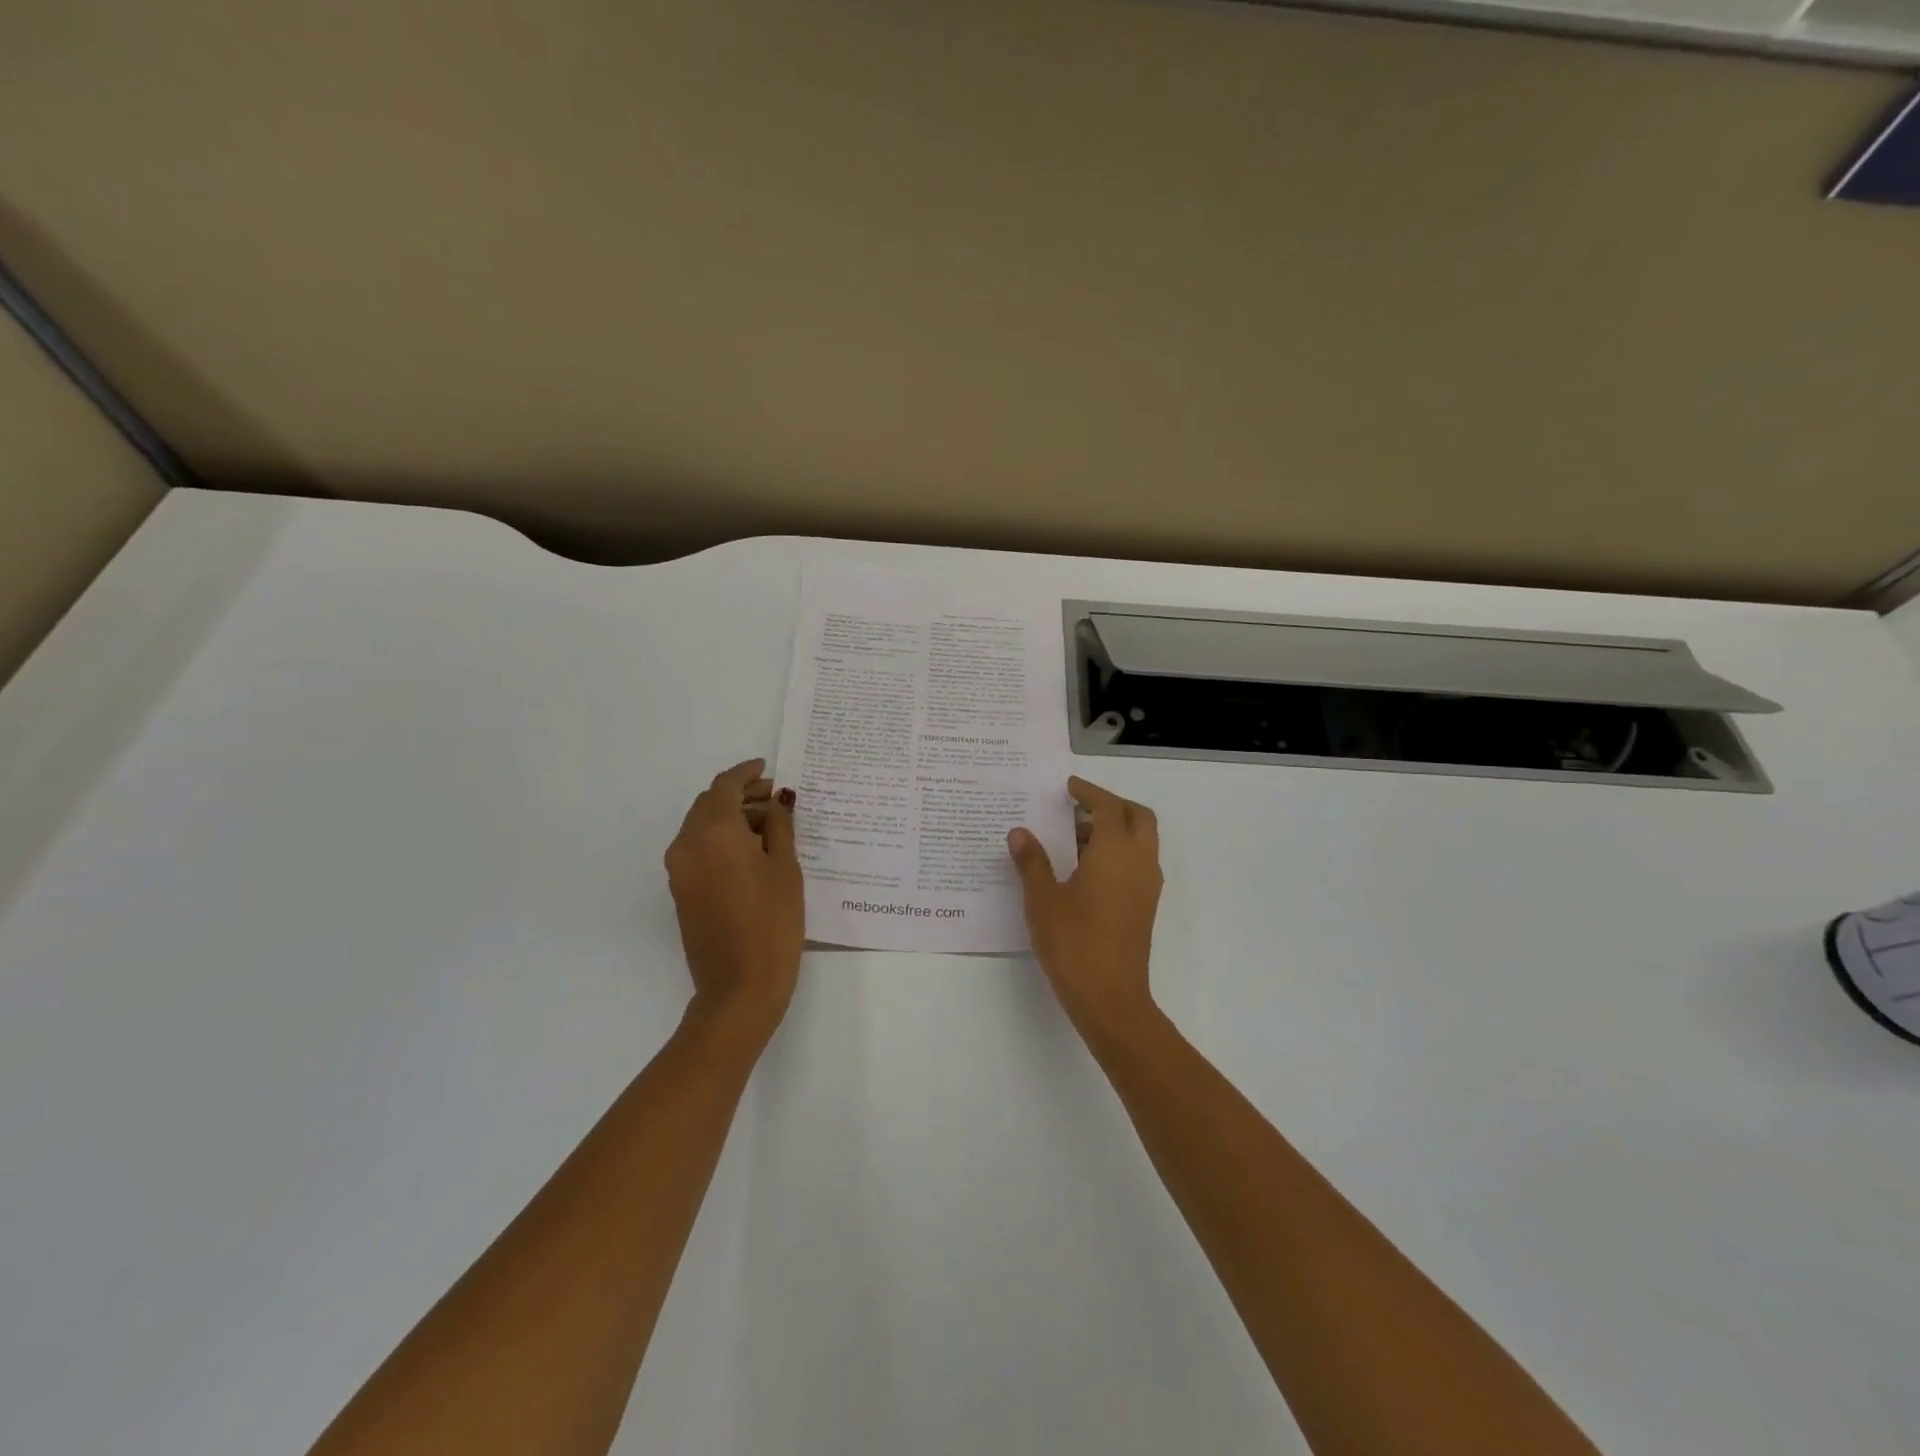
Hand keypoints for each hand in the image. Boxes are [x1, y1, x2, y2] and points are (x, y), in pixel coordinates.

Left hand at [664, 759, 803, 1042]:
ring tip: (769, 825)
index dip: (747, 773)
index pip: (725, 786)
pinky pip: (698, 849)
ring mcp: (679, 869)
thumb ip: (780, 826)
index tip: (767, 769)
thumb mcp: (785, 868)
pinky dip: (720, 839)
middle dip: (740, 795)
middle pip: (709, 804)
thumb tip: (777, 801)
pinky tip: (751, 851)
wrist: (739, 986)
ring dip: (730, 817)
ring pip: (701, 826)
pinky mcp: (681, 891)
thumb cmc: (773, 922)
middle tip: (775, 799)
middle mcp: (687, 844)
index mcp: (714, 832)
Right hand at [1008, 776, 1163, 1042]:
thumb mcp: (1043, 899)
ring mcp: (1147, 885)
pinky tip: (1086, 868)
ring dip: (1115, 829)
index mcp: (1116, 851)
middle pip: (1137, 816)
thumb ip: (1032, 861)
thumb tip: (1020, 833)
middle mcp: (1139, 861)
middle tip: (1079, 806)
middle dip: (1111, 805)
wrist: (1110, 997)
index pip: (1108, 806)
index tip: (1068, 787)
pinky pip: (1137, 862)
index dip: (1088, 792)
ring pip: (1141, 840)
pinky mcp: (1145, 905)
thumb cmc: (1074, 942)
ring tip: (1075, 836)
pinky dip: (1119, 851)